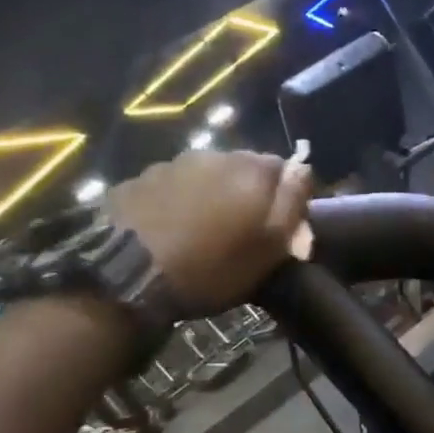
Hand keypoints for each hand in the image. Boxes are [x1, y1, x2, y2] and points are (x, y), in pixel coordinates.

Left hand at [110, 150, 313, 314]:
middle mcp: (213, 156)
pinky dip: (177, 202)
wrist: (129, 276)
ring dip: (212, 196)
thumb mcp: (267, 248)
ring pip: (206, 176)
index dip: (288, 198)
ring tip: (204, 232)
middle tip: (243, 232)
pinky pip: (170, 187)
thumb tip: (304, 168)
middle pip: (244, 169)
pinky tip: (170, 230)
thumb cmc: (212, 268)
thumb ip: (292, 204)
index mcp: (251, 171)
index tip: (283, 229)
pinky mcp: (137, 181)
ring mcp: (171, 164)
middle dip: (249, 194)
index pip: (287, 170)